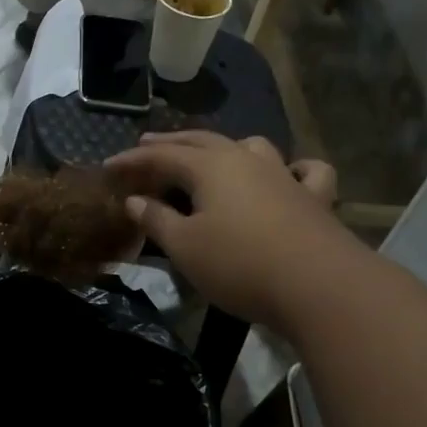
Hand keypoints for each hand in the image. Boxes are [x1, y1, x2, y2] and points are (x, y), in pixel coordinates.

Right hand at [105, 132, 347, 333]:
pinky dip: (293, 168)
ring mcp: (284, 175)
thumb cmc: (239, 264)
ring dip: (224, 148)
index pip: (162, 155)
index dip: (133, 160)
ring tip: (211, 157)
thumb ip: (156, 220)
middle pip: (202, 141)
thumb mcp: (185, 246)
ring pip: (251, 147)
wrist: (318, 286)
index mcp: (210, 166)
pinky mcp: (315, 198)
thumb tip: (135, 200)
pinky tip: (289, 174)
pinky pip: (304, 171)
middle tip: (147, 146)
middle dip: (171, 143)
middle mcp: (246, 159)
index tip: (108, 168)